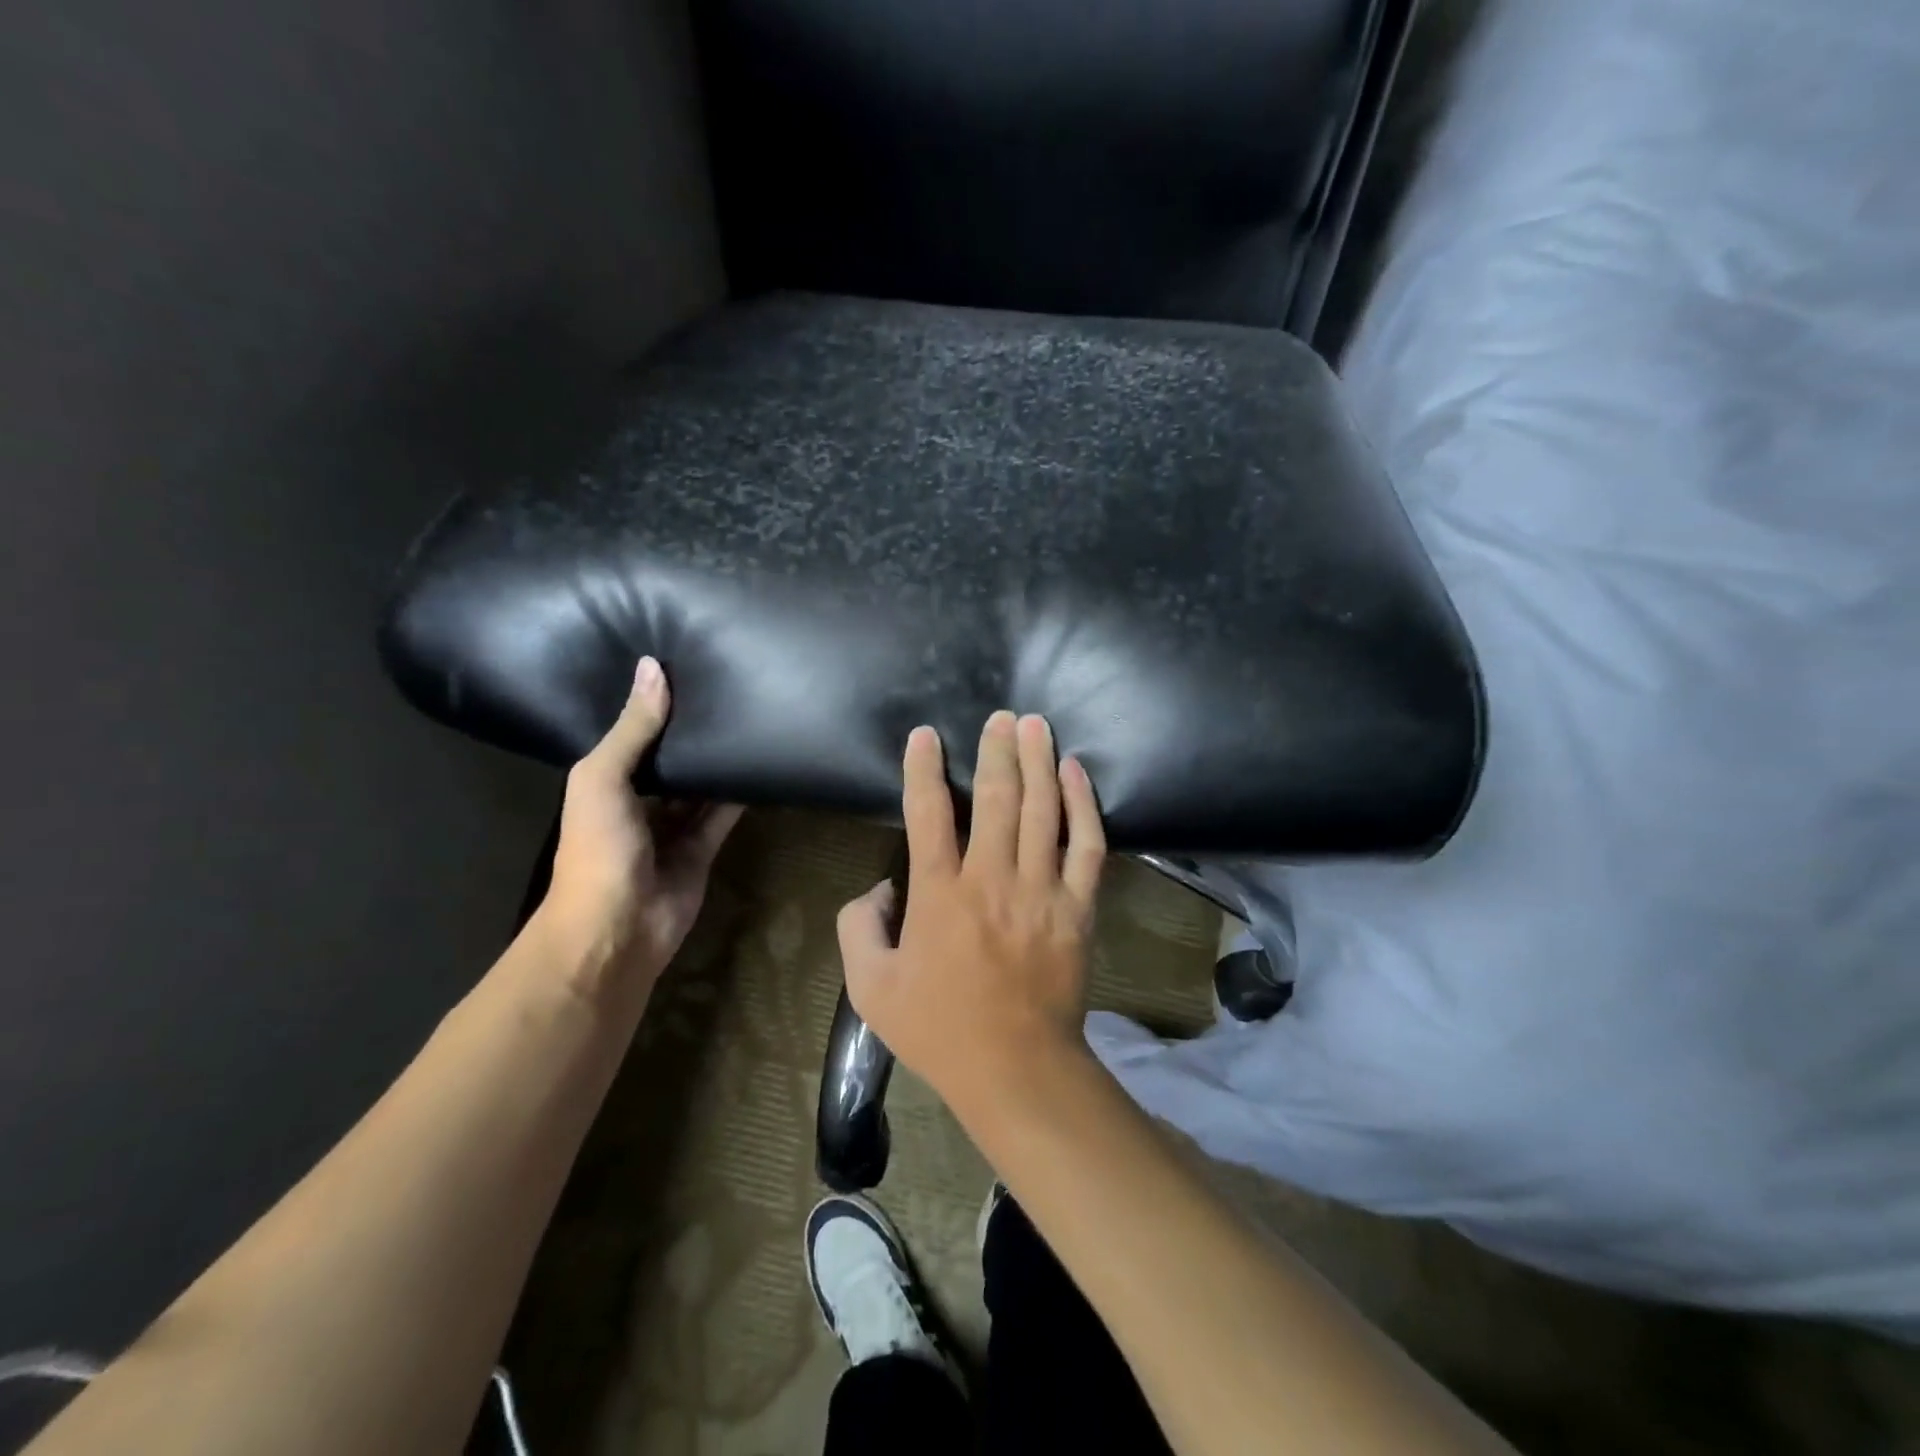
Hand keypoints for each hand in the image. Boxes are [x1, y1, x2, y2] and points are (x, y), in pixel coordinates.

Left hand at [533, 657, 741, 1004]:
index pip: (633, 735)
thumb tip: (653, 667)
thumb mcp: (604, 779)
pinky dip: (739, 794)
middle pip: (670, 760)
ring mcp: (671, 828)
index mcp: (605, 782)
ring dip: (717, 761)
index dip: (654, 706)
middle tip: (728, 687)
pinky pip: (723, 815)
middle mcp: (638, 801)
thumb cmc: (598, 848)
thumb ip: (633, 729)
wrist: (617, 928)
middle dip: (691, 732)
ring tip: (750, 717)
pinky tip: (762, 763)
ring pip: (699, 786)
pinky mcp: (702, 850)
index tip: (684, 667)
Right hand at [836, 711, 1106, 1112]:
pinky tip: (1075, 772)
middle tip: (1002, 716)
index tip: (926, 736)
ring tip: (1036, 724)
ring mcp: (1041, 889)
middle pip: (996, 797)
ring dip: (1038, 761)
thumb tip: (879, 890)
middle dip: (997, 750)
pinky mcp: (1078, 905)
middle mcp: (991, 878)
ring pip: (1042, 809)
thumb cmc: (939, 1029)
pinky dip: (1083, 804)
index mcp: (939, 894)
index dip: (923, 768)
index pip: (927, 813)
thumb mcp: (870, 987)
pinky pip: (1088, 844)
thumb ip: (858, 928)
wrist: (1017, 1067)